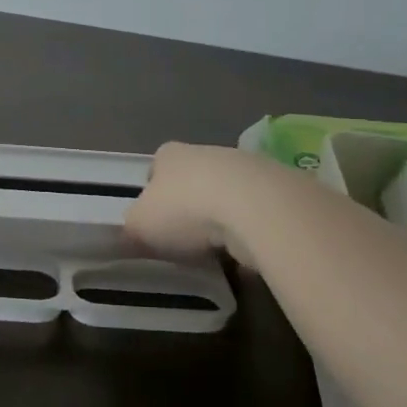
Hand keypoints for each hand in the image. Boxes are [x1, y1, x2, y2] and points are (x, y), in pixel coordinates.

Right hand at [123, 142, 262, 268]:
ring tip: (215, 252)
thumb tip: (132, 234)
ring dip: (221, 220)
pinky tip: (243, 254)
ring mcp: (244, 168)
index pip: (155, 169)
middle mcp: (205, 153)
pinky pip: (253, 215)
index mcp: (169, 155)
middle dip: (189, 208)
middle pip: (192, 181)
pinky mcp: (274, 190)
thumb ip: (132, 228)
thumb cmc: (185, 209)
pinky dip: (247, 232)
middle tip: (184, 241)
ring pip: (225, 197)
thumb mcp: (139, 225)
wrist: (252, 207)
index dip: (153, 195)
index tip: (154, 222)